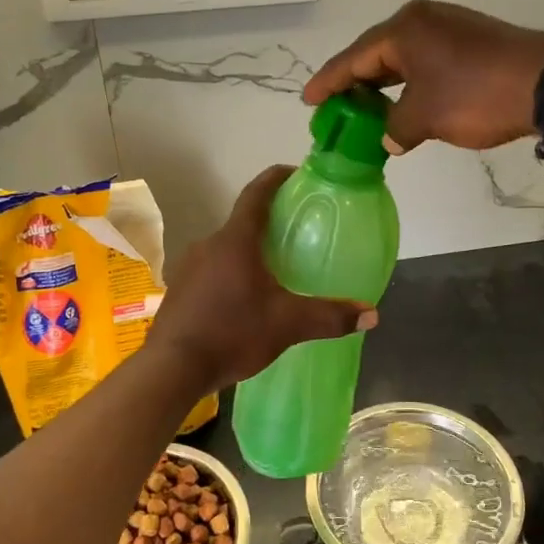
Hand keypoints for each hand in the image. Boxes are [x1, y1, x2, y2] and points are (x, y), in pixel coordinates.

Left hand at [148, 166, 375, 389]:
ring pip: (226, 249)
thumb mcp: (287, 325)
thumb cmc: (232, 333)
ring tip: (275, 269)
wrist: (171, 369)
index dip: (276, 178)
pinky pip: (211, 271)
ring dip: (249, 252)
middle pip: (243, 222)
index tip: (296, 174)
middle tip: (297, 233)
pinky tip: (245, 299)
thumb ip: (330, 317)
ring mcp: (189, 267)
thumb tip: (372, 314)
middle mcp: (209, 244)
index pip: (257, 194)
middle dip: (269, 224)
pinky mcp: (179, 290)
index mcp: (235, 240)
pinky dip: (231, 274)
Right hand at [303, 0, 543, 152]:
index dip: (328, 83)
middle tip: (335, 108)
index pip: (353, 59)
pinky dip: (410, 83)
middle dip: (355, 83)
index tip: (308, 100)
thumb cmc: (475, 96)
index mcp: (403, 29)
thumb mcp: (424, 118)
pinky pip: (426, 61)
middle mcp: (423, 20)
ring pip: (403, 58)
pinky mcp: (472, 40)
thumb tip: (391, 138)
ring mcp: (450, 27)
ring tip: (365, 110)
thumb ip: (395, 128)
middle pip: (376, 54)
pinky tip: (406, 103)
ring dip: (385, 86)